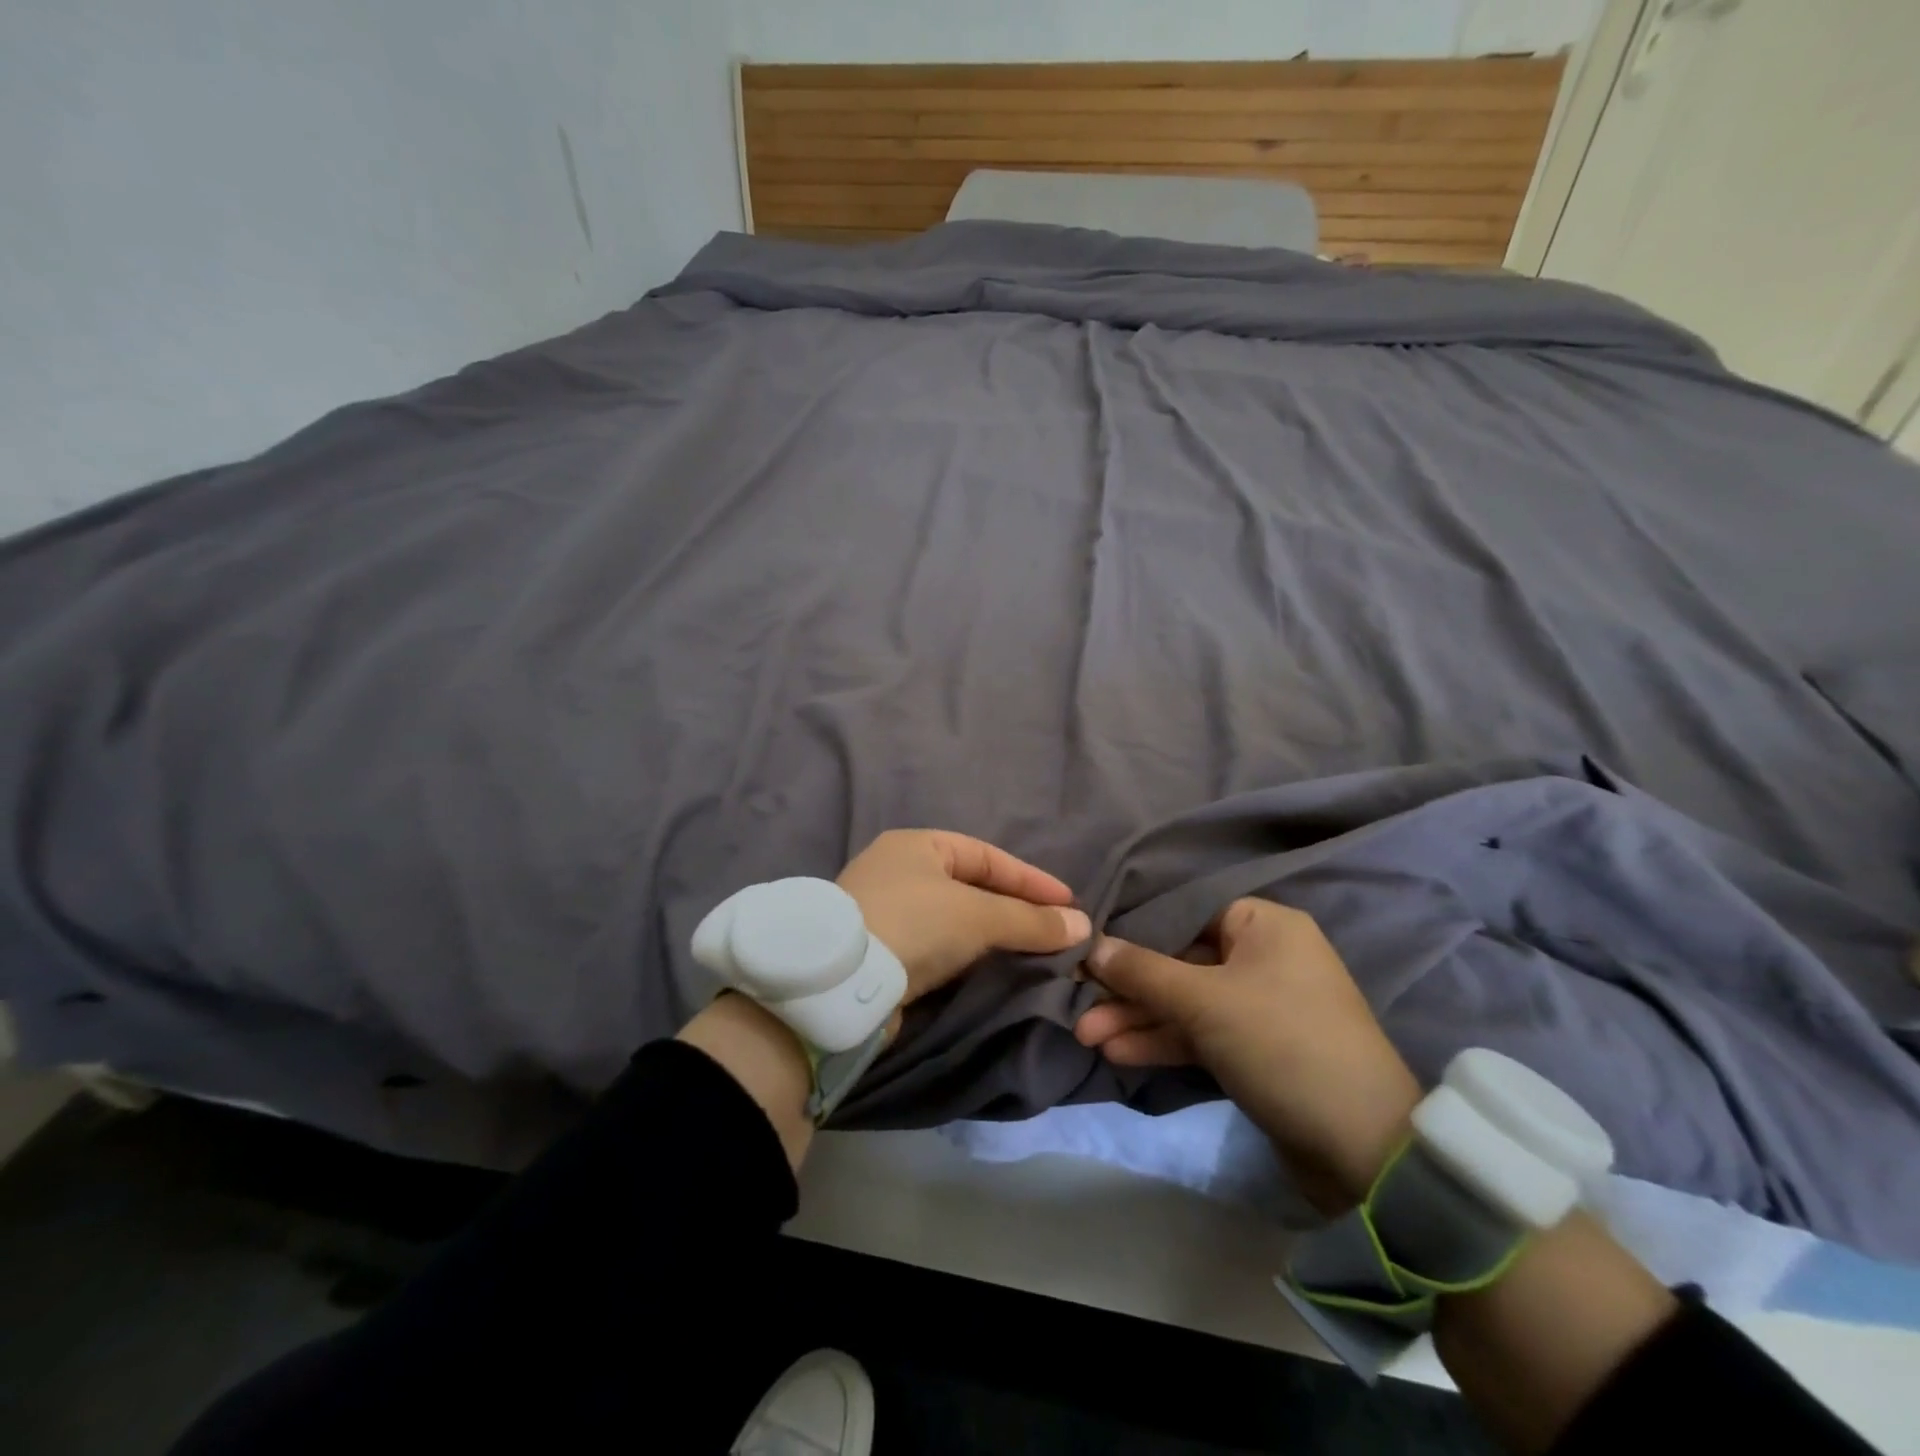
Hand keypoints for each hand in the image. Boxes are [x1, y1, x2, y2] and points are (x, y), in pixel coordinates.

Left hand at [837, 829, 1089, 1003]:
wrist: (839, 984)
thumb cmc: (913, 924)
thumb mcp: (978, 916)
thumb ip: (1030, 920)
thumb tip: (1082, 925)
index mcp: (918, 845)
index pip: (988, 857)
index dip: (1031, 880)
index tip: (1068, 905)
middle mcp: (899, 871)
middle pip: (971, 887)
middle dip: (1014, 910)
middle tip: (1053, 931)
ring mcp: (886, 911)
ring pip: (954, 920)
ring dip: (991, 936)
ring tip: (1031, 954)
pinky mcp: (881, 952)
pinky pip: (936, 947)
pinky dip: (966, 957)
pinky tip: (989, 971)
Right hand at [1075, 898, 1421, 1212]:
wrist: (1361, 1148)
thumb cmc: (1281, 1044)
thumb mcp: (1203, 1001)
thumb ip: (1143, 971)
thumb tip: (1092, 946)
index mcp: (1264, 925)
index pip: (1185, 913)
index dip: (1134, 931)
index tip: (1089, 948)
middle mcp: (1263, 957)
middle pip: (1179, 961)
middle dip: (1129, 988)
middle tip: (1079, 1004)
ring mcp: (1259, 1006)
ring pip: (1185, 1002)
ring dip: (1138, 1019)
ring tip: (1086, 1035)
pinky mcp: (1255, 1049)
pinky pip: (1200, 1033)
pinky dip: (1163, 1042)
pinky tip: (1118, 1053)